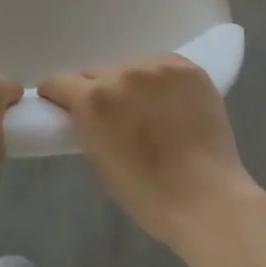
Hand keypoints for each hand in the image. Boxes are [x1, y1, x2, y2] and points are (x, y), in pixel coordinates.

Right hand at [39, 54, 257, 248]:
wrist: (208, 200)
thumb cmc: (148, 195)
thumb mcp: (100, 161)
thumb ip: (88, 126)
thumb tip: (86, 113)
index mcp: (93, 99)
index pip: (59, 81)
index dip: (58, 95)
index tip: (64, 106)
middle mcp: (121, 74)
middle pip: (96, 73)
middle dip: (98, 92)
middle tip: (115, 117)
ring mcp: (156, 67)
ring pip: (130, 67)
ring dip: (132, 85)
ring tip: (150, 111)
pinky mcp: (186, 67)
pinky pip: (161, 67)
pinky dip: (161, 82)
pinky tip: (173, 104)